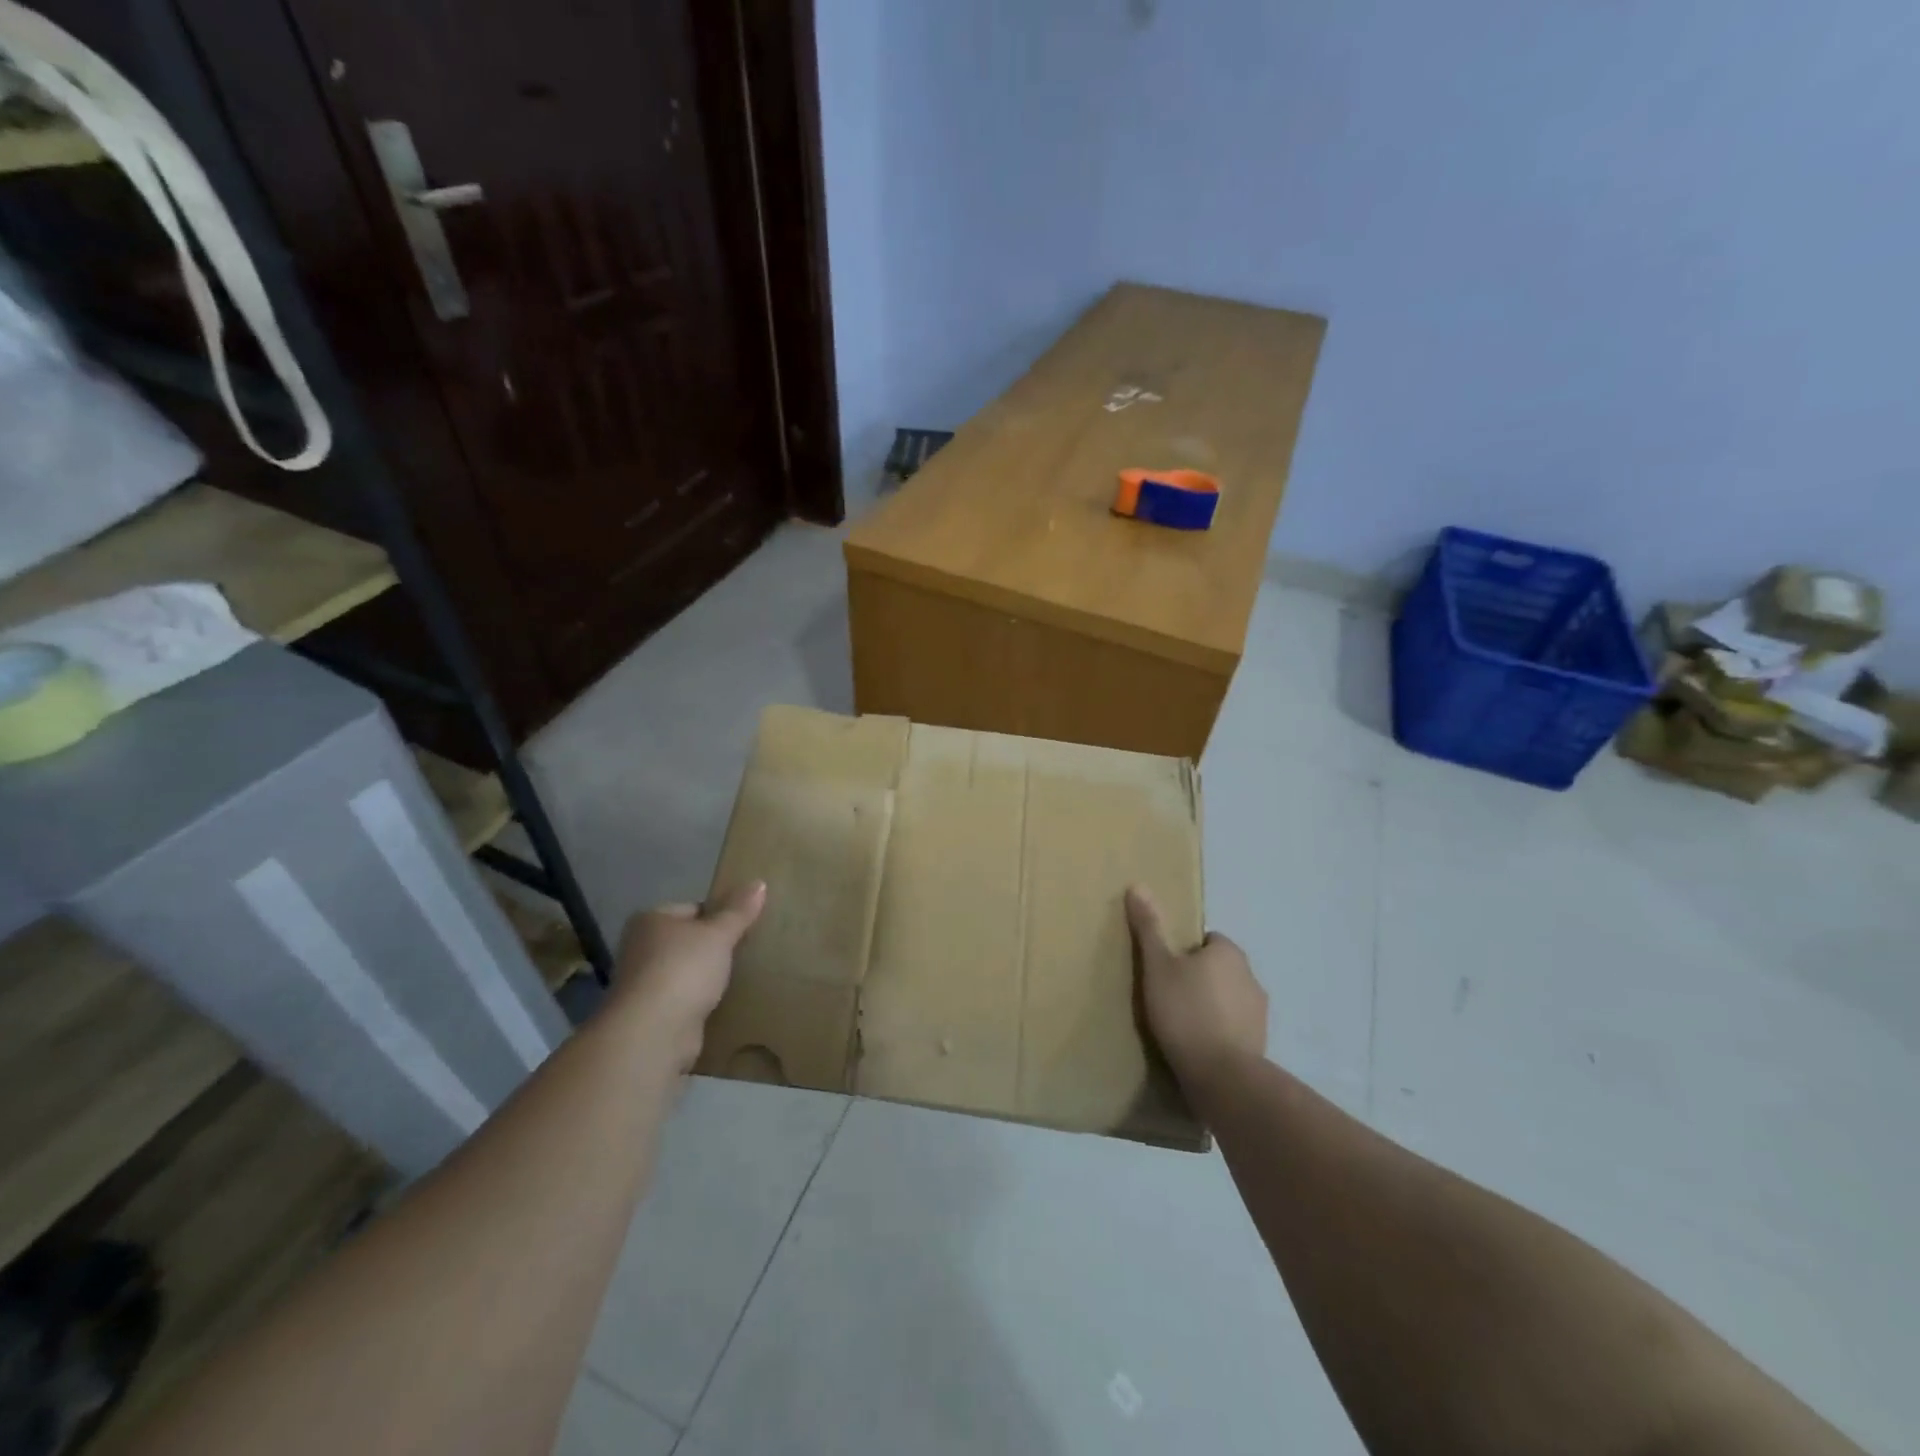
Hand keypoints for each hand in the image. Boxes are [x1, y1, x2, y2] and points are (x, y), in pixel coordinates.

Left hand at [613, 881, 765, 1072]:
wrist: (653, 1033)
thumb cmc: (684, 970)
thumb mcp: (719, 934)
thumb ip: (739, 910)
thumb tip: (759, 882)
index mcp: (651, 920)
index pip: (693, 908)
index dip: (720, 916)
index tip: (745, 927)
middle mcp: (641, 948)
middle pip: (689, 940)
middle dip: (715, 947)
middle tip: (747, 951)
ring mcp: (644, 983)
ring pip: (687, 971)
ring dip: (708, 976)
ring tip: (740, 977)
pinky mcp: (653, 1015)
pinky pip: (685, 999)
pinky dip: (701, 1001)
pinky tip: (723, 1003)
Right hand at [1126, 885, 1267, 1087]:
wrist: (1221, 1076)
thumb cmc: (1185, 1011)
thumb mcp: (1158, 966)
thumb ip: (1150, 928)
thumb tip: (1137, 885)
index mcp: (1229, 952)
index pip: (1207, 940)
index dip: (1185, 952)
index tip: (1166, 970)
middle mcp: (1251, 976)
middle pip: (1219, 969)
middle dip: (1199, 978)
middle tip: (1168, 996)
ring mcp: (1259, 1012)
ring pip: (1228, 998)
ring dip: (1211, 1006)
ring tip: (1182, 1025)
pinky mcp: (1260, 1043)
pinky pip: (1235, 1027)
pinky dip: (1220, 1031)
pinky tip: (1198, 1046)